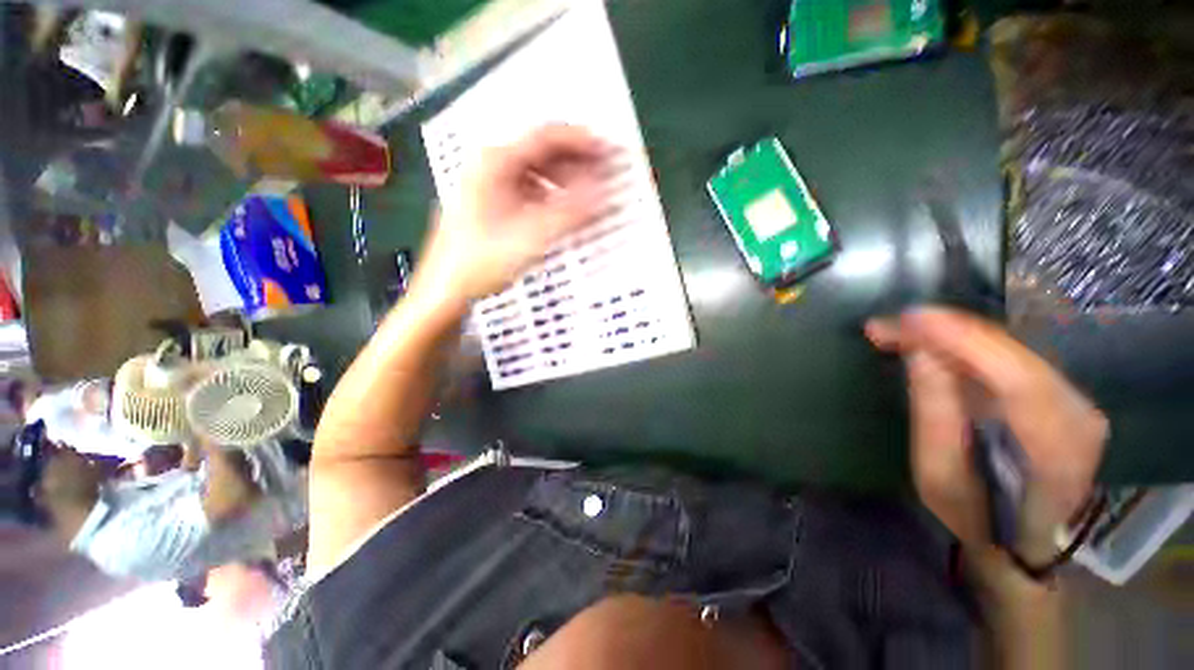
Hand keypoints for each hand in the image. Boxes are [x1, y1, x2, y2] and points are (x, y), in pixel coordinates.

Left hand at [418, 124, 615, 304]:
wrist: (445, 289)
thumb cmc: (482, 261)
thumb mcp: (531, 237)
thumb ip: (570, 213)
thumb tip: (602, 192)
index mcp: (495, 162)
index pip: (546, 137)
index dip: (581, 142)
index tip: (608, 152)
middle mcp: (489, 165)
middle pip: (540, 152)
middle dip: (575, 162)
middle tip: (602, 176)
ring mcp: (487, 184)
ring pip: (534, 172)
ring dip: (563, 181)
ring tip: (585, 196)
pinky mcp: (489, 204)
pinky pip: (526, 189)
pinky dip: (548, 196)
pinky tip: (559, 211)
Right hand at [865, 308, 1107, 552]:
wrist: (1019, 536)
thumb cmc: (973, 515)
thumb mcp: (938, 473)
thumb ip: (935, 413)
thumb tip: (920, 353)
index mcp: (1056, 451)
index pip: (1017, 379)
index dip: (964, 341)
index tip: (909, 320)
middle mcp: (1078, 415)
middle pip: (1012, 355)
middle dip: (947, 332)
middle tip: (889, 326)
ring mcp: (1075, 399)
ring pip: (1009, 348)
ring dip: (952, 334)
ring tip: (900, 331)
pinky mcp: (1060, 390)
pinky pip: (1009, 355)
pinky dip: (967, 343)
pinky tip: (932, 339)